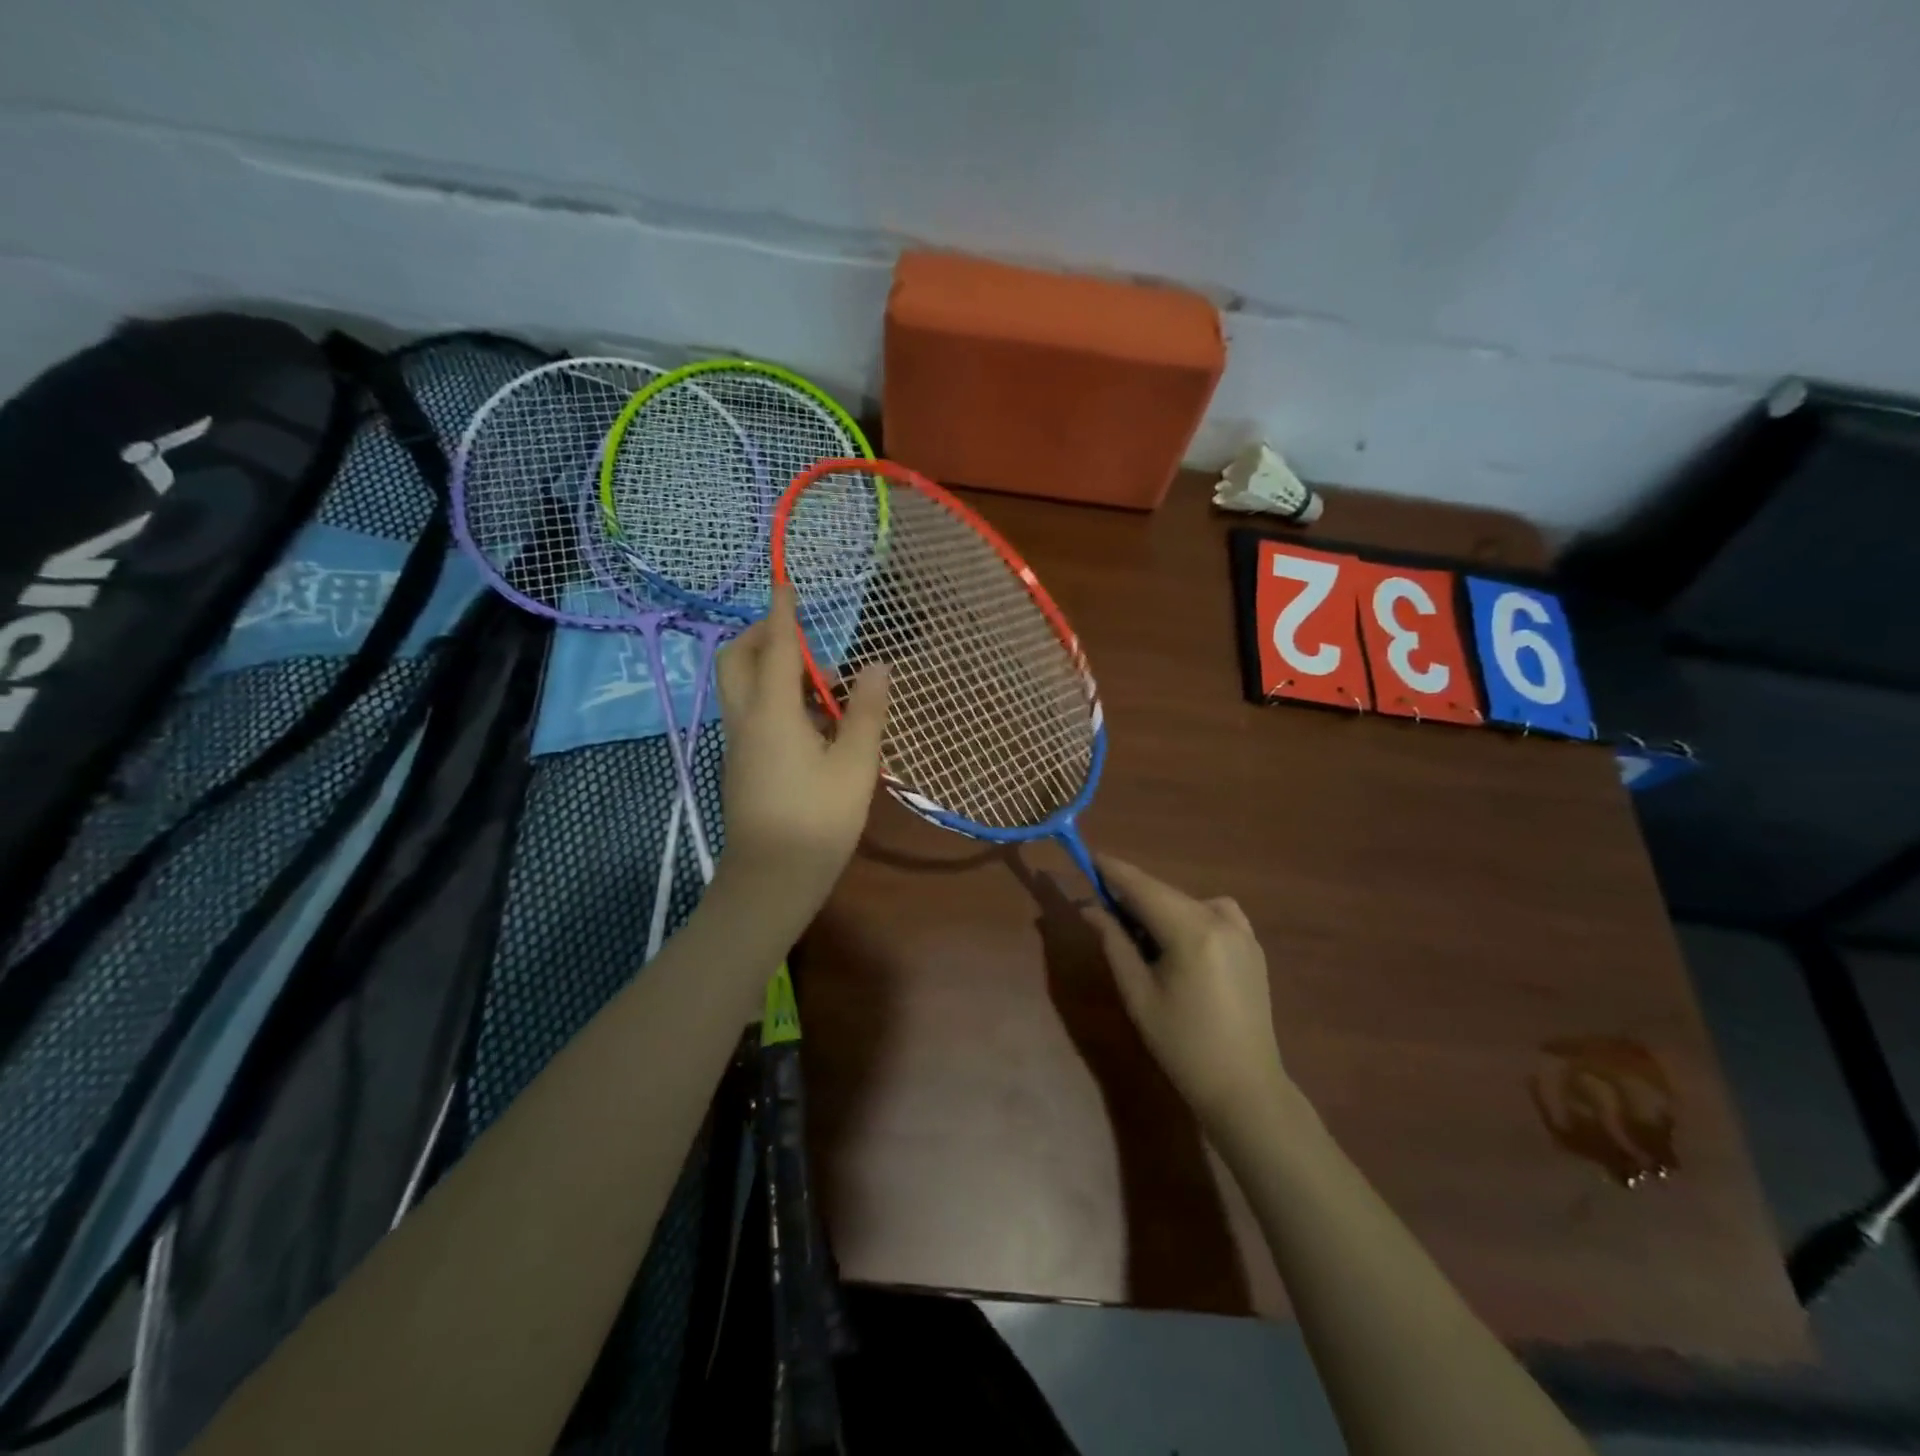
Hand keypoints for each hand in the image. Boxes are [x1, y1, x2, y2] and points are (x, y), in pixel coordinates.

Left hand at [713, 585, 888, 925]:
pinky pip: (747, 711)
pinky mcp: (741, 763)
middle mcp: (745, 719)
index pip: (777, 649)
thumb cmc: (818, 821)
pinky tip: (806, 717)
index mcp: (773, 713)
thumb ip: (867, 712)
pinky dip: (768, 694)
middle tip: (799, 633)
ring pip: (738, 685)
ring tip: (813, 676)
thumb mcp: (855, 765)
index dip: (782, 613)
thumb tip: (878, 665)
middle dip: (760, 634)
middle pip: (736, 659)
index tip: (787, 583)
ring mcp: (738, 743)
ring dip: (765, 665)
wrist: (771, 880)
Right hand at [1082, 857, 1289, 1129]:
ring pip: (1185, 902)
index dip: (1113, 870)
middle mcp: (1221, 919)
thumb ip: (1113, 942)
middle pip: (1164, 893)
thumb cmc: (1181, 1045)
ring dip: (1158, 908)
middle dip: (1131, 895)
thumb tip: (1089, 907)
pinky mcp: (1252, 944)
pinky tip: (1176, 945)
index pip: (1142, 887)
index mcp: (1192, 931)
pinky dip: (1186, 917)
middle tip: (1100, 906)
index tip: (1088, 857)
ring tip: (1139, 938)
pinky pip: (1211, 913)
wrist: (1245, 1087)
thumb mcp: (1138, 993)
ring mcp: (1242, 930)